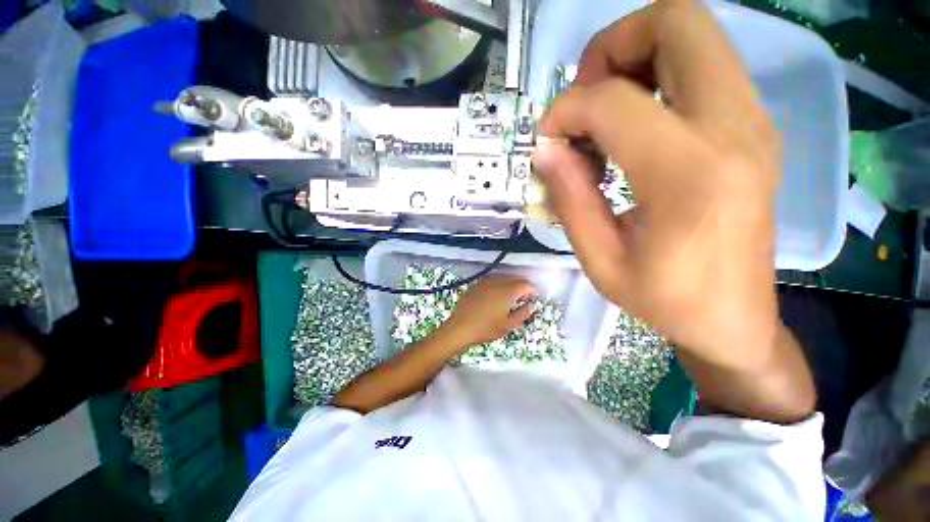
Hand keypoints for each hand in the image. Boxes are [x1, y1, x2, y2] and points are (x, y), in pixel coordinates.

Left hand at [440, 274, 538, 348]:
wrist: (461, 327)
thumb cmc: (486, 329)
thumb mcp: (508, 325)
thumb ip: (522, 314)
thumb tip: (531, 306)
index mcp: (507, 291)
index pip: (525, 285)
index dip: (532, 289)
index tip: (536, 295)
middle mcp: (497, 282)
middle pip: (514, 277)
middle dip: (523, 284)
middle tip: (526, 294)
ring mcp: (485, 281)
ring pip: (503, 276)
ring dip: (511, 281)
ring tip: (513, 292)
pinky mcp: (476, 284)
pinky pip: (491, 278)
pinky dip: (499, 282)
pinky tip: (498, 291)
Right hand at [532, 0, 784, 369]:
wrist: (734, 319)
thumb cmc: (664, 299)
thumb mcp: (600, 261)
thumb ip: (569, 199)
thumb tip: (545, 150)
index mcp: (688, 174)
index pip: (612, 100)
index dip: (565, 111)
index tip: (547, 141)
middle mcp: (733, 129)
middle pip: (676, 22)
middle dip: (612, 47)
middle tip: (585, 102)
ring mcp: (752, 121)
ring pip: (693, 34)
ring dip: (634, 58)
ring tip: (604, 117)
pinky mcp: (753, 127)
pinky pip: (702, 66)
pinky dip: (656, 77)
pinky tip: (633, 129)